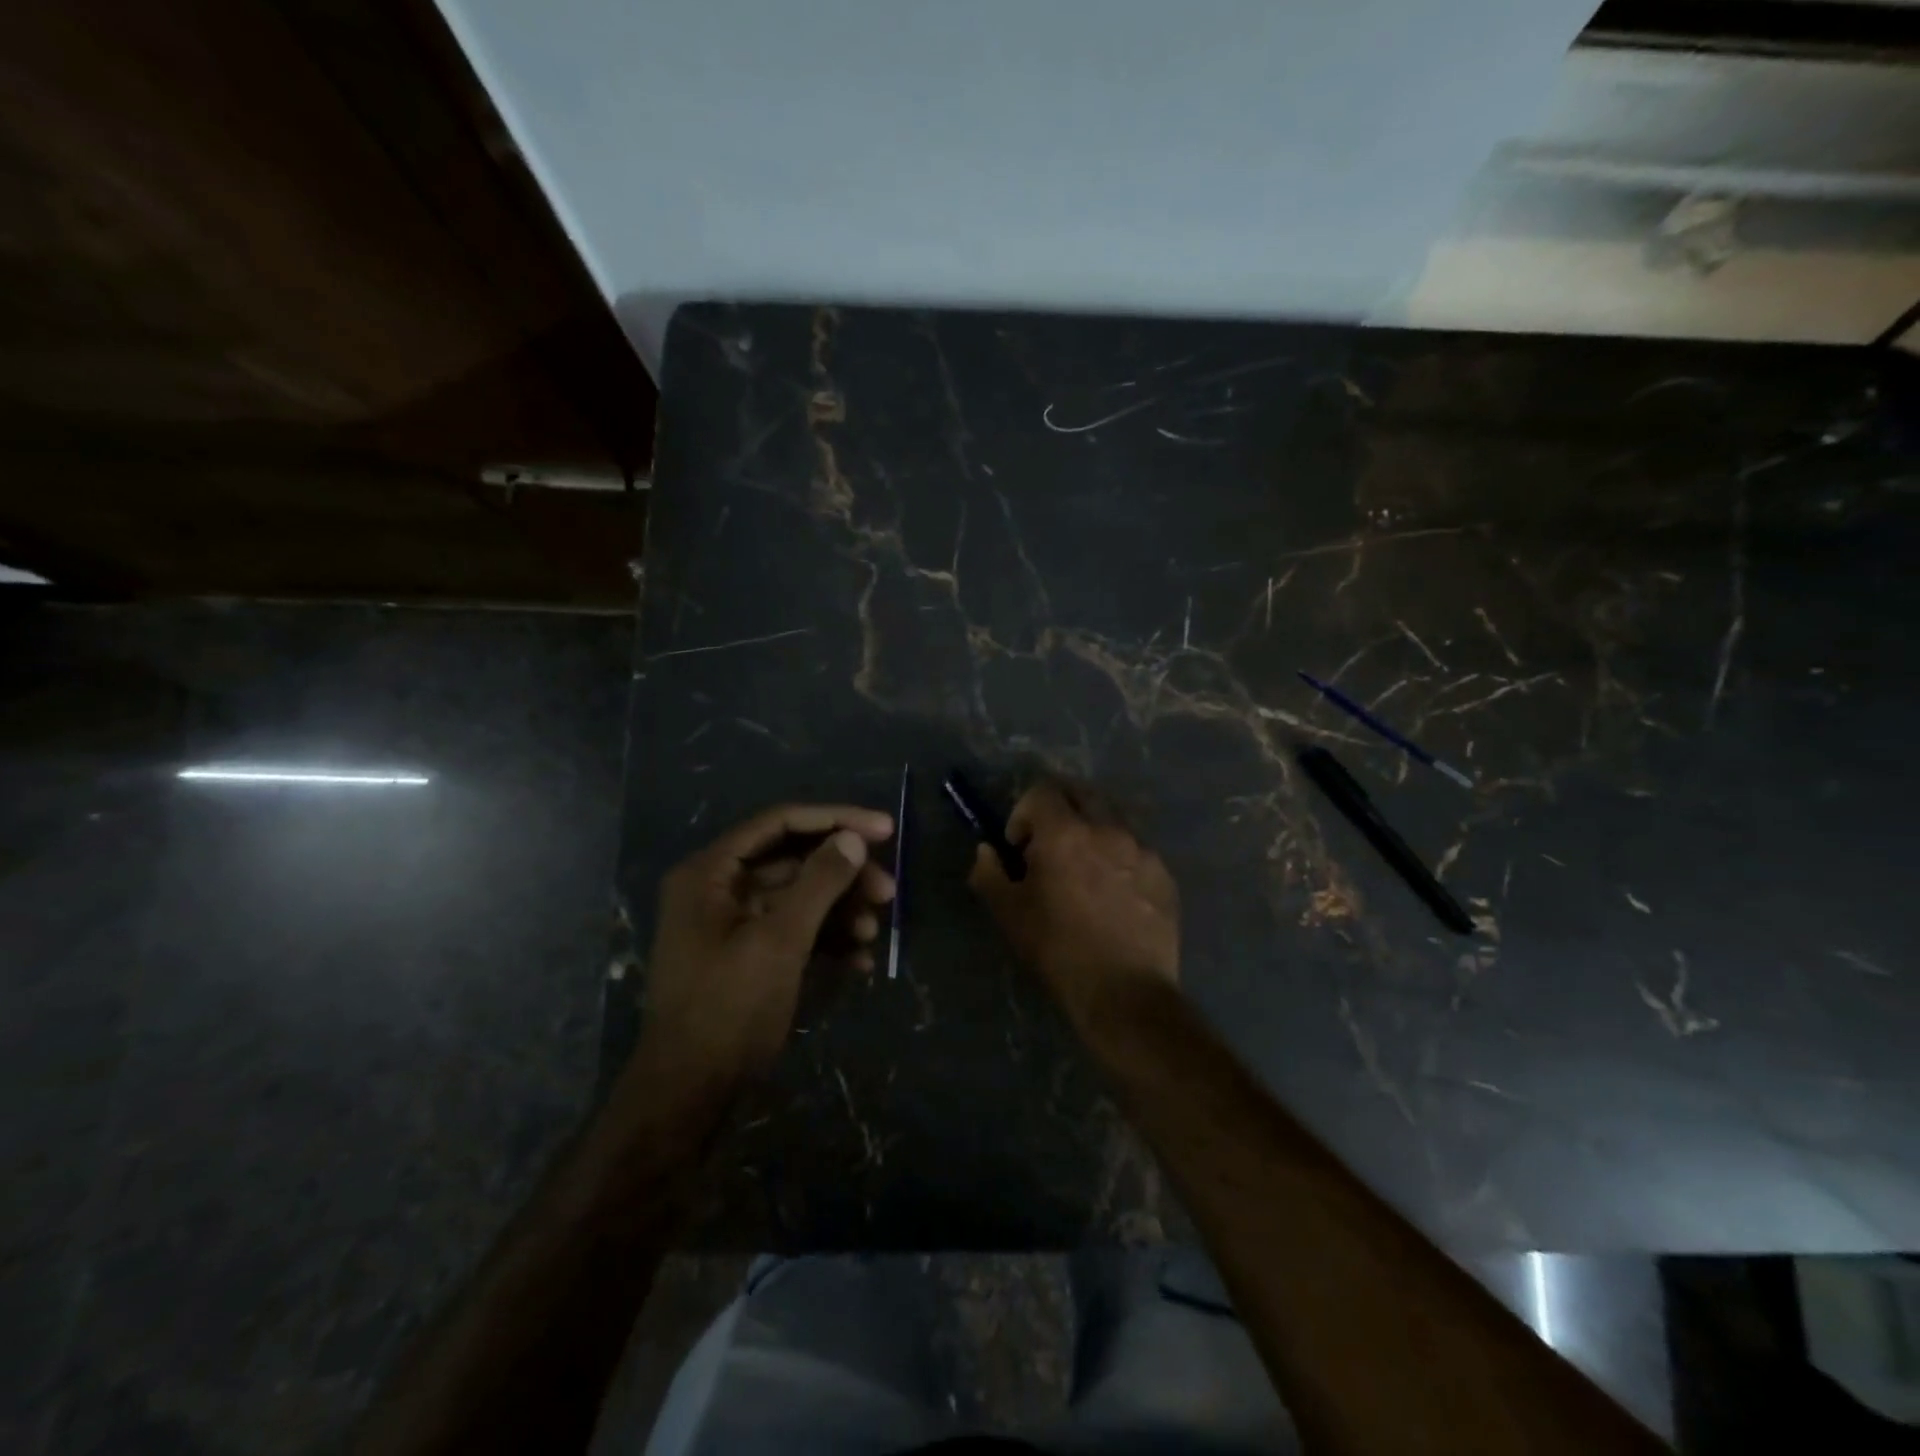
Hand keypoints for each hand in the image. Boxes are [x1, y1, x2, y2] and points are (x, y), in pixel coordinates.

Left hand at [642, 803, 895, 1083]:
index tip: (884, 830)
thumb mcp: (779, 941)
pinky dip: (825, 938)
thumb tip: (853, 839)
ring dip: (839, 909)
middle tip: (887, 892)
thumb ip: (819, 882)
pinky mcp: (747, 954)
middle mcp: (718, 888)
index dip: (835, 820)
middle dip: (843, 874)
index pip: (780, 822)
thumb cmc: (728, 1008)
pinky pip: (792, 929)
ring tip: (874, 931)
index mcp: (710, 872)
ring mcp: (732, 923)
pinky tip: (860, 958)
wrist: (689, 1094)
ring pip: (797, 896)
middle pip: (793, 859)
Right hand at [967, 780, 1178, 1023]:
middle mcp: (1108, 829)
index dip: (1023, 813)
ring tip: (1085, 875)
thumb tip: (987, 850)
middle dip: (1060, 811)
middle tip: (1050, 848)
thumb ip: (989, 872)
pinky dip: (1119, 859)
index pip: (1042, 790)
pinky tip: (1114, 898)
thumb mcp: (1009, 914)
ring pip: (1112, 821)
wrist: (1124, 993)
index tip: (1021, 848)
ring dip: (1092, 833)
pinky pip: (1136, 850)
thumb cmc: (1058, 950)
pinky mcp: (1164, 874)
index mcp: (1065, 833)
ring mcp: (1142, 850)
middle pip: (1081, 793)